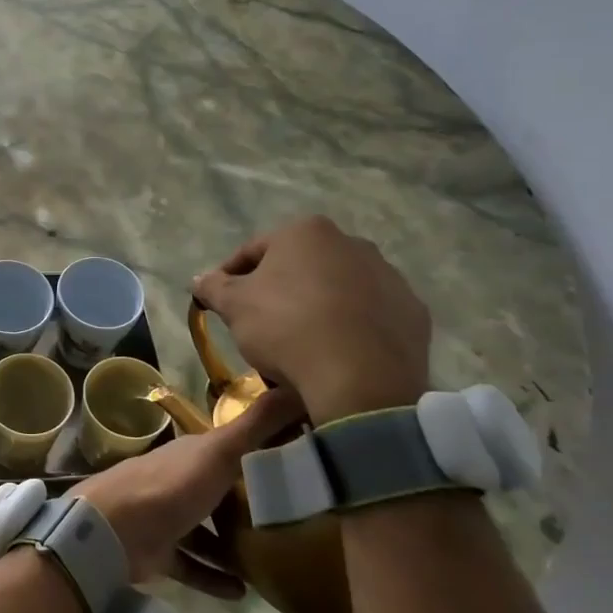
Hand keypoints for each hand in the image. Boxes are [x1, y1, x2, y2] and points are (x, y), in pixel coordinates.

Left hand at [70, 389, 302, 596]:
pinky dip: (214, 578)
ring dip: (232, 547)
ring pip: (204, 532)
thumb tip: (295, 387)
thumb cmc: (171, 486)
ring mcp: (166, 519)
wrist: (114, 530)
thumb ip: (255, 425)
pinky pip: (192, 567)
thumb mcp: (220, 452)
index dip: (257, 451)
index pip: (228, 448)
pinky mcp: (158, 553)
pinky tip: (243, 594)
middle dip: (245, 504)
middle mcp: (178, 482)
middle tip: (290, 521)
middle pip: (217, 491)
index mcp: (191, 454)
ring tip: (270, 562)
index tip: (293, 463)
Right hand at [193, 216, 431, 423]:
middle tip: (260, 322)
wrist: (361, 379)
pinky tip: (337, 352)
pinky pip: (371, 315)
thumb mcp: (235, 307)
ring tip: (301, 342)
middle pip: (300, 266)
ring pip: (339, 288)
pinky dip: (352, 327)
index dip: (231, 275)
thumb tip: (200, 279)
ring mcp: (388, 276)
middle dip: (279, 289)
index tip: (220, 301)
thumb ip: (214, 287)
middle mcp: (351, 243)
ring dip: (318, 306)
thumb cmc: (287, 328)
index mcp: (305, 232)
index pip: (254, 250)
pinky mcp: (413, 311)